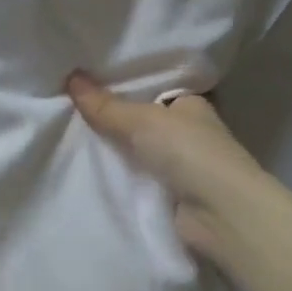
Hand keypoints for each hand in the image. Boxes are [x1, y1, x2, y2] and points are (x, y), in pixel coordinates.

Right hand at [66, 72, 264, 257]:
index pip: (153, 89)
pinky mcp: (174, 195)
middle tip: (71, 108)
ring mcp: (184, 165)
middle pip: (142, 120)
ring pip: (139, 150)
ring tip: (72, 136)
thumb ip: (105, 105)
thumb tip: (71, 76)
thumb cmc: (189, 151)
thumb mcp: (141, 120)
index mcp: (191, 104)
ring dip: (116, 150)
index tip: (88, 83)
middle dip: (114, 119)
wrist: (220, 214)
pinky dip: (121, 176)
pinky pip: (138, 177)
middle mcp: (190, 131)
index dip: (124, 86)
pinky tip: (91, 170)